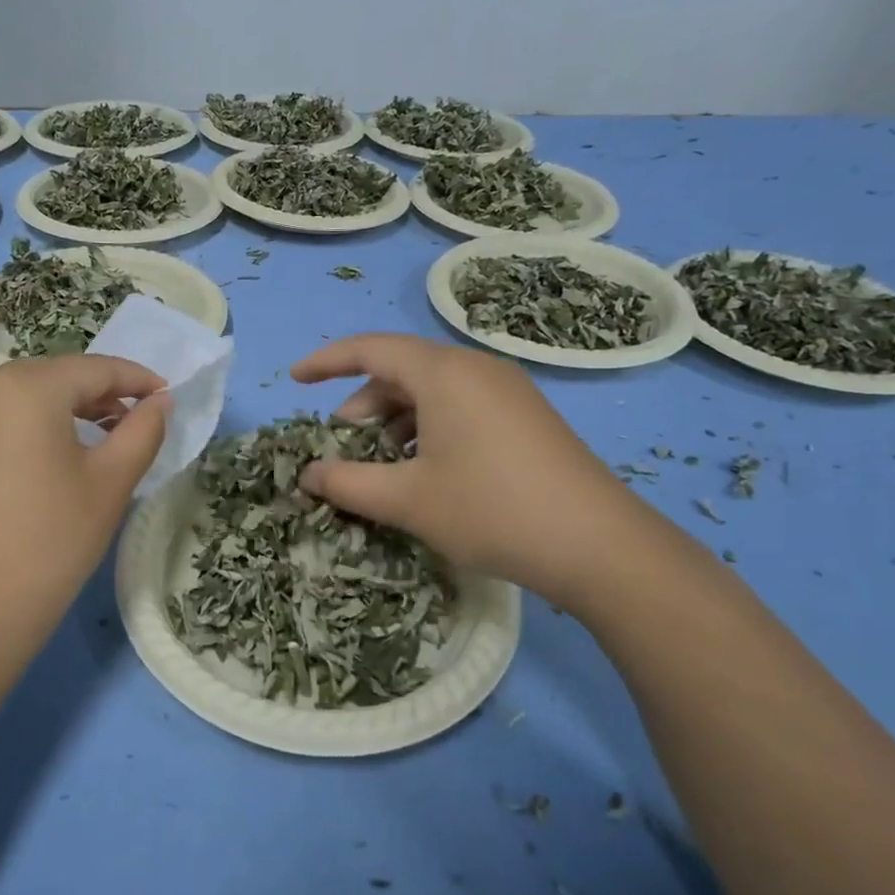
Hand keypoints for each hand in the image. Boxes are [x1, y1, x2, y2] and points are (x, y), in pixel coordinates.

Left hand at [0, 355, 168, 661]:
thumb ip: (143, 430)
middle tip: (130, 422)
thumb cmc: (52, 540)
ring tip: (89, 444)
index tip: (166, 396)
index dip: (136, 379)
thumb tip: (160, 401)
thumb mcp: (112, 482)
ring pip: (17, 401)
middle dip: (97, 395)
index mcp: (26, 387)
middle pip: (53, 379)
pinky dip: (21, 433)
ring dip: (58, 413)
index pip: (94, 369)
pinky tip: (36, 470)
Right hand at [291, 333, 655, 607]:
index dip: (326, 361)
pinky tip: (426, 472)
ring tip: (382, 468)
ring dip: (395, 423)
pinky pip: (460, 407)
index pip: (370, 348)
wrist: (599, 545)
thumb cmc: (491, 510)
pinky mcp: (526, 416)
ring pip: (431, 392)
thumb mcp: (407, 500)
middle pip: (400, 371)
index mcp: (443, 373)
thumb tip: (307, 476)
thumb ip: (346, 483)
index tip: (295, 380)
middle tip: (343, 449)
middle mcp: (475, 368)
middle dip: (362, 406)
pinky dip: (428, 430)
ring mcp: (507, 391)